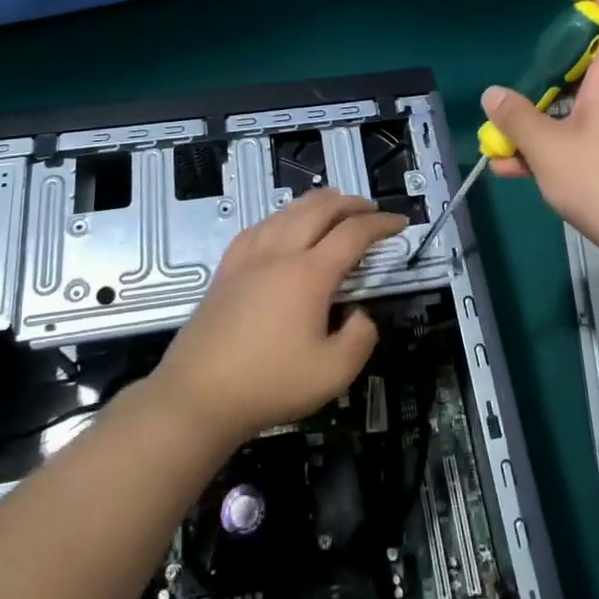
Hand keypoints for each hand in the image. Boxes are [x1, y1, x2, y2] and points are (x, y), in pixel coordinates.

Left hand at [151, 190, 405, 446]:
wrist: (198, 396)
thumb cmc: (269, 384)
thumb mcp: (333, 374)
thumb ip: (360, 339)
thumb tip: (359, 315)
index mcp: (309, 274)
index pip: (354, 234)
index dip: (381, 224)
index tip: (400, 223)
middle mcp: (280, 254)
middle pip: (319, 209)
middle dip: (351, 203)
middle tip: (371, 209)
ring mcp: (248, 258)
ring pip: (287, 211)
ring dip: (317, 203)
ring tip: (334, 206)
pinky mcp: (227, 269)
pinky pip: (259, 226)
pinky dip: (282, 216)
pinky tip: (282, 225)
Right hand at [486, 0, 598, 279]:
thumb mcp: (547, 152)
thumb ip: (515, 119)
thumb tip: (493, 95)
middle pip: (590, 67)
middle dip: (546, 80)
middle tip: (514, 104)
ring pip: (585, 109)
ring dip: (546, 122)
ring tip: (507, 154)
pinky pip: (595, 136)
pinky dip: (563, 145)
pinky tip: (529, 174)